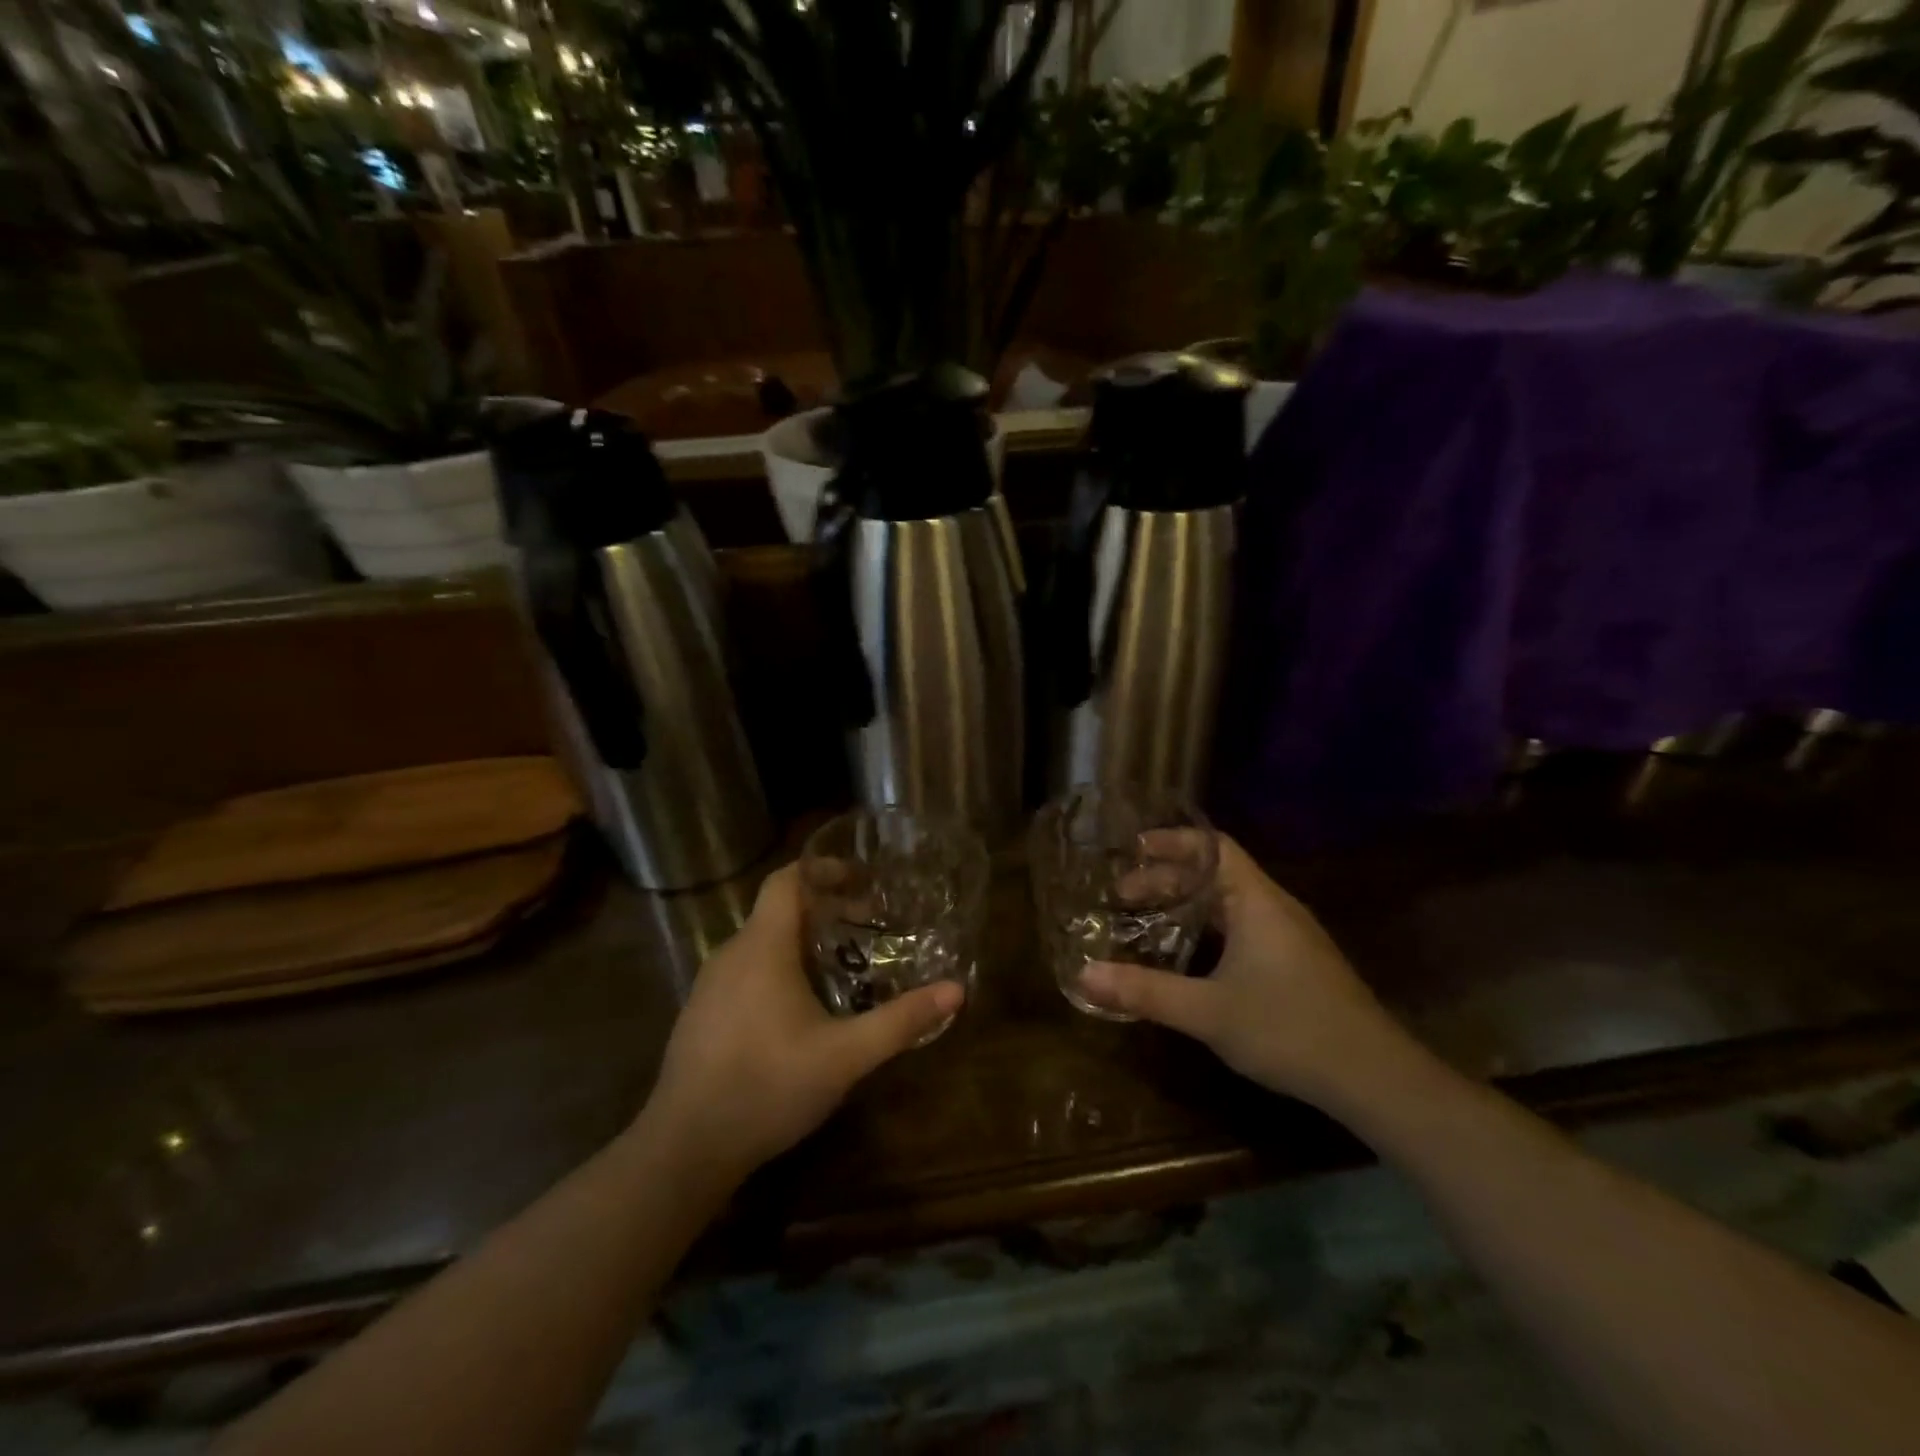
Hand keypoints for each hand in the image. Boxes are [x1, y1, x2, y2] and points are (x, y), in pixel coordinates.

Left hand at [639, 863, 963, 1185]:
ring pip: (761, 943)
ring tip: (843, 966)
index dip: (822, 870)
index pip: (786, 880)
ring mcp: (710, 985)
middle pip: (778, 910)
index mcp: (762, 947)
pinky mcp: (701, 1015)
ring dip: (801, 942)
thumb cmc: (768, 1086)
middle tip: (868, 926)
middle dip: (824, 910)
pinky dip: (778, 969)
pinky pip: (745, 971)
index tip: (861, 879)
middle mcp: (731, 954)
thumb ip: (901, 1021)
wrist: (684, 1149)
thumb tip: (956, 991)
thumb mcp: (845, 1055)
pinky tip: (801, 1010)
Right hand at [1077, 836, 1406, 1106]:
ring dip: (1187, 905)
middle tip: (1122, 897)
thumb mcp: (1208, 1011)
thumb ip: (1145, 991)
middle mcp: (1275, 908)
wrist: (1374, 1078)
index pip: (1213, 847)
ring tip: (1146, 920)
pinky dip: (1208, 928)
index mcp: (1257, 901)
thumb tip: (1084, 975)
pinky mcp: (1297, 964)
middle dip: (1167, 880)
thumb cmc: (1289, 1028)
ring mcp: (1290, 936)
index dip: (1171, 842)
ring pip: (1230, 903)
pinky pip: (1243, 927)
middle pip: (1216, 874)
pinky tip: (1189, 958)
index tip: (1131, 849)